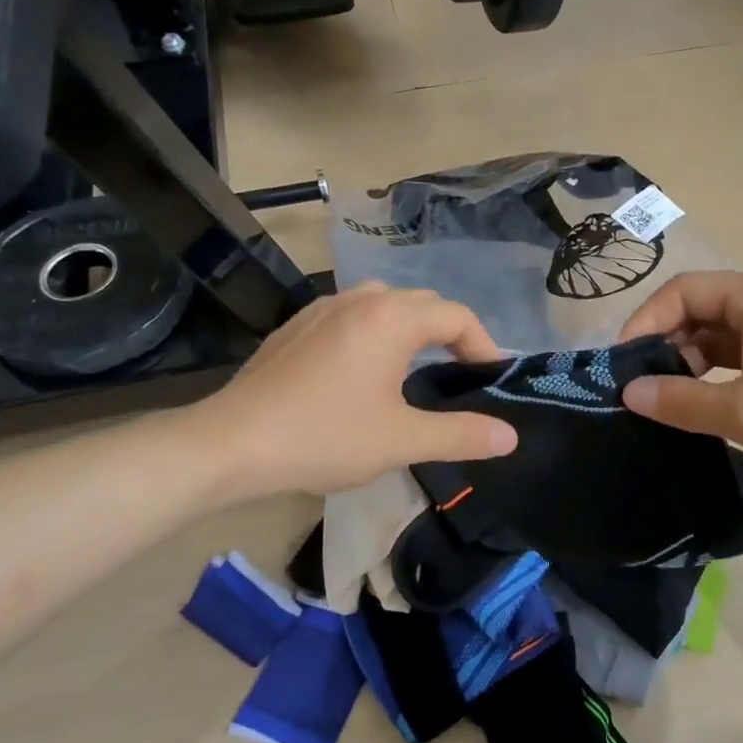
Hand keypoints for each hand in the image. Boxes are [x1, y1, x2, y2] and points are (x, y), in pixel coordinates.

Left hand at [203, 284, 517, 497]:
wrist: (232, 443)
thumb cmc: (325, 437)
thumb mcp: (402, 441)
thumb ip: (461, 435)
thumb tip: (510, 436)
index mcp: (391, 318)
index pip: (456, 316)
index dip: (483, 345)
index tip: (491, 379)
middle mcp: (360, 300)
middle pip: (422, 303)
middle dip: (449, 333)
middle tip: (460, 374)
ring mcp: (322, 309)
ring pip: (383, 303)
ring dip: (410, 328)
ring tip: (416, 366)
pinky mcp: (296, 326)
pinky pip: (350, 315)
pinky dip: (374, 332)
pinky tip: (362, 370)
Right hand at [618, 271, 742, 518]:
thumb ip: (679, 400)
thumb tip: (628, 393)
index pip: (686, 290)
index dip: (646, 321)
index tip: (622, 365)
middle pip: (703, 310)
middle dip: (666, 345)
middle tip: (639, 388)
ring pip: (722, 338)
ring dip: (690, 365)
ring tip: (664, 403)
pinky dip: (716, 380)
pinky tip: (697, 409)